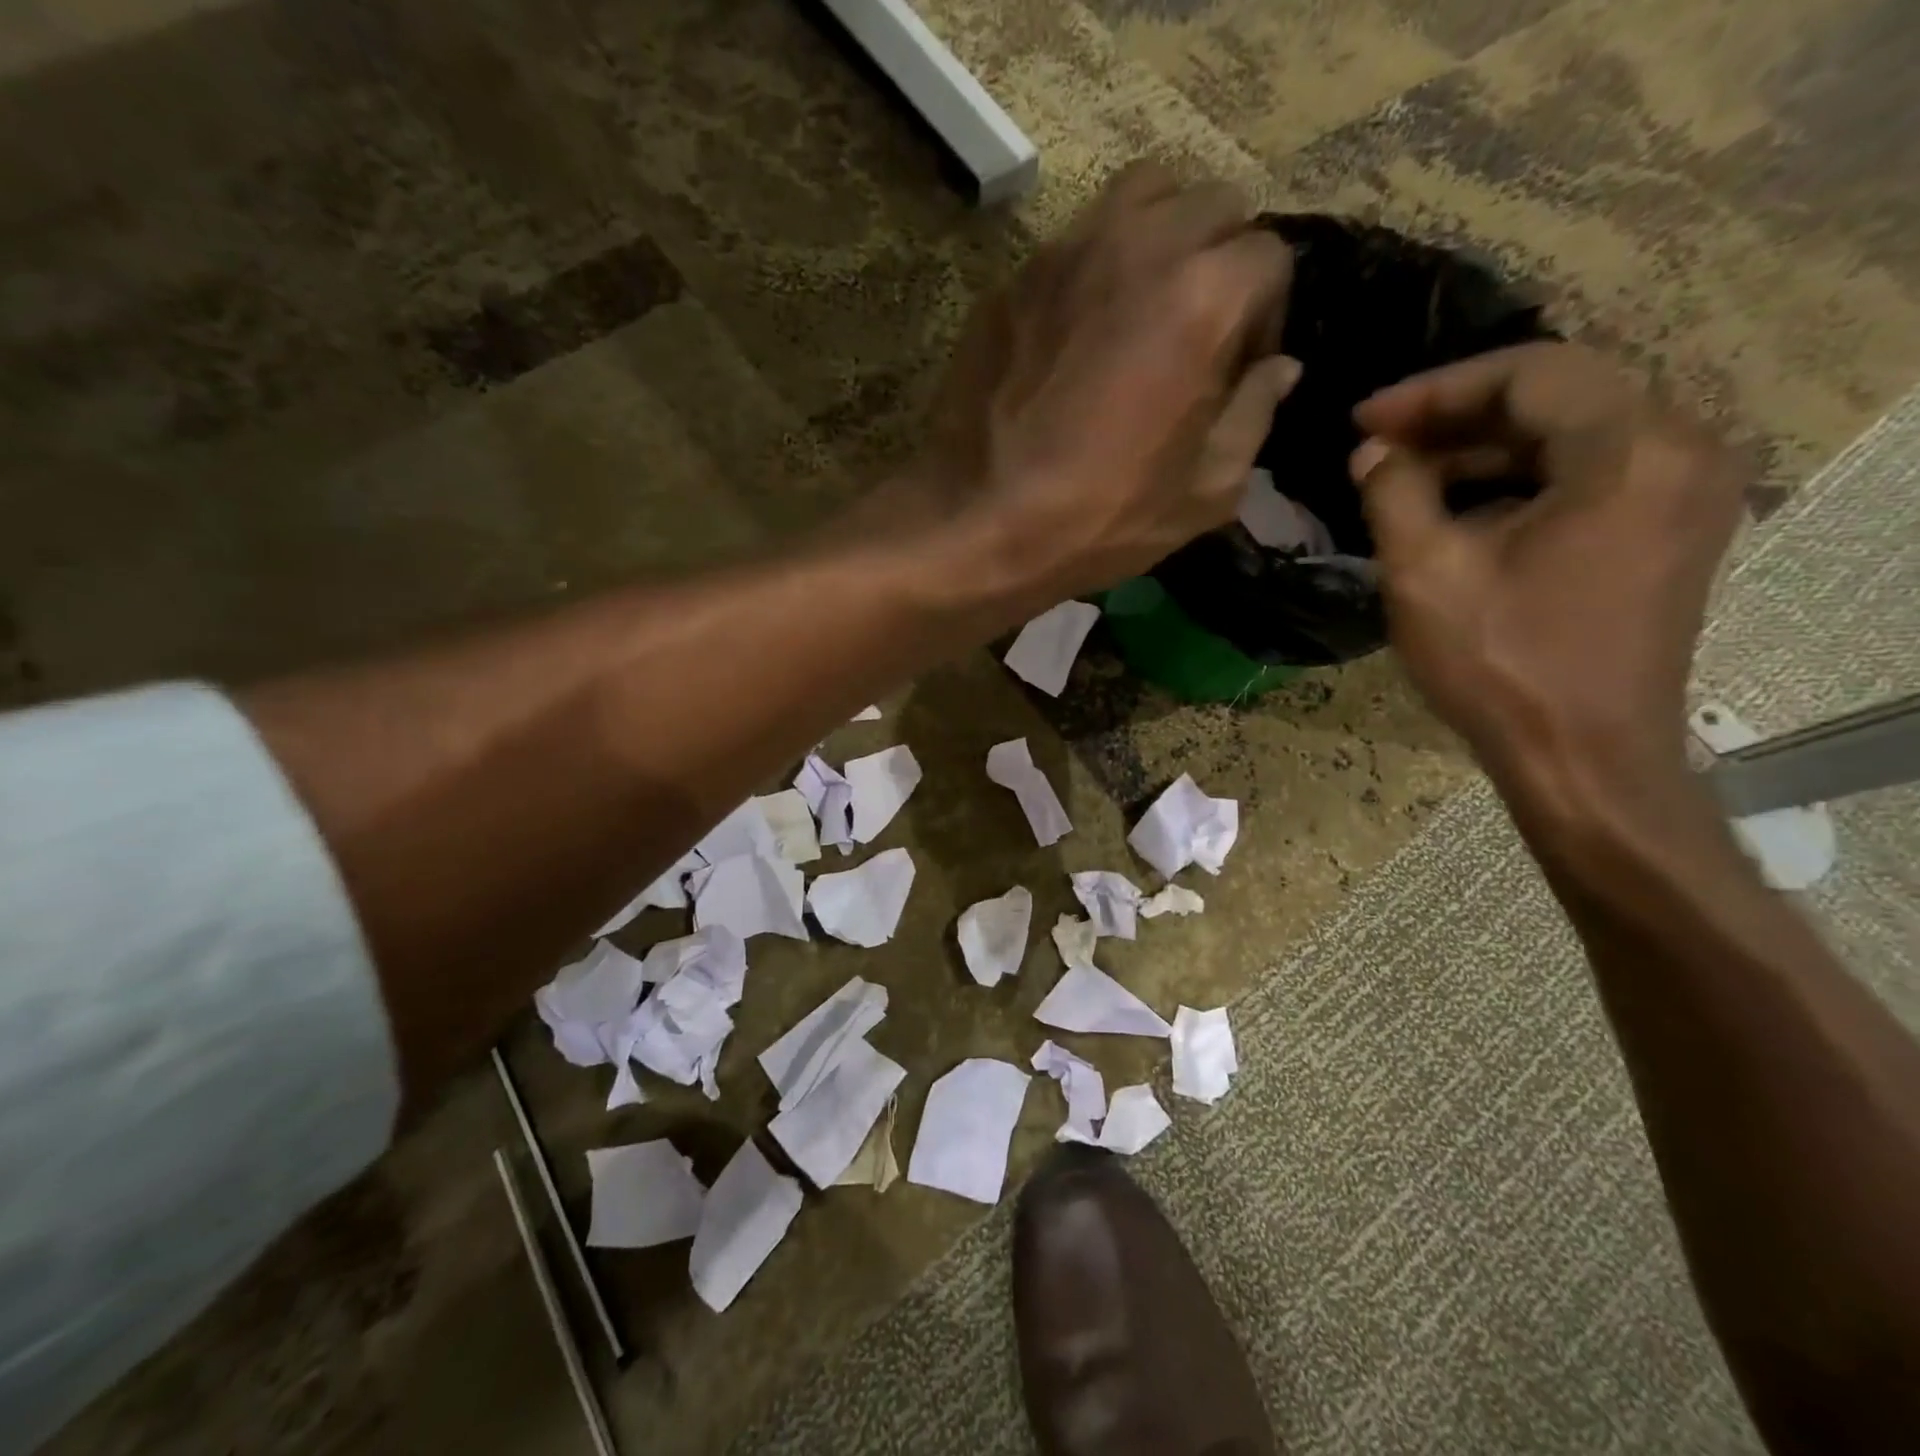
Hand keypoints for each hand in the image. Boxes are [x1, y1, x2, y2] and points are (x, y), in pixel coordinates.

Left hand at [919, 162, 1298, 603]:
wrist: (977, 523)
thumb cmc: (1100, 518)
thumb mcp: (1204, 491)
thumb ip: (1254, 415)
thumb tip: (1278, 369)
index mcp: (1203, 294)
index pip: (1271, 257)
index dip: (1267, 315)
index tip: (1241, 368)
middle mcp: (1139, 244)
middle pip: (1214, 204)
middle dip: (1225, 259)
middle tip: (1201, 330)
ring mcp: (1066, 251)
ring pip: (1143, 195)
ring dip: (1164, 235)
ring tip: (1148, 305)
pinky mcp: (1015, 277)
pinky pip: (1077, 239)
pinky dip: (1100, 264)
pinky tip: (1084, 329)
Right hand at [1350, 342, 1747, 798]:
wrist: (1581, 757)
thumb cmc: (1502, 664)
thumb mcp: (1424, 573)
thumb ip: (1393, 492)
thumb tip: (1374, 452)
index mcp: (1632, 450)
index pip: (1530, 374)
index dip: (1434, 389)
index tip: (1363, 420)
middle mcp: (1681, 452)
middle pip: (1558, 397)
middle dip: (1457, 415)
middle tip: (1379, 444)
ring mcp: (1683, 493)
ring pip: (1571, 436)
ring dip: (1483, 449)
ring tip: (1404, 476)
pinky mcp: (1668, 531)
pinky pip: (1588, 475)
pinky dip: (1518, 481)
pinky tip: (1456, 508)